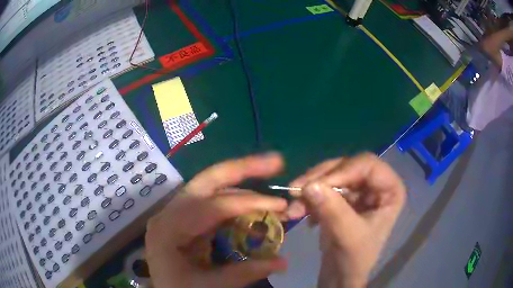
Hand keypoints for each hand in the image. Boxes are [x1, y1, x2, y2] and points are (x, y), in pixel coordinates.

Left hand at [145, 153, 287, 287]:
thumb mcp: (210, 287)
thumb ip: (245, 273)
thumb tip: (283, 262)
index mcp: (168, 229)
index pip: (211, 207)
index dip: (248, 203)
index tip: (280, 204)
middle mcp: (170, 213)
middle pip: (207, 182)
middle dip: (242, 168)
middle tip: (275, 161)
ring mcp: (178, 214)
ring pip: (212, 189)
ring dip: (242, 183)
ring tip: (270, 177)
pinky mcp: (187, 220)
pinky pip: (213, 204)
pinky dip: (236, 202)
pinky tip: (254, 203)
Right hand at [286, 153, 405, 287]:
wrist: (342, 275)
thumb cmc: (355, 259)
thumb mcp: (348, 236)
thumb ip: (333, 210)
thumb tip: (309, 185)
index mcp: (390, 189)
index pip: (367, 165)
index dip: (342, 171)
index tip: (315, 185)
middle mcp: (376, 184)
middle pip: (346, 166)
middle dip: (320, 179)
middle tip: (294, 190)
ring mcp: (358, 190)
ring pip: (331, 175)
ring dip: (309, 189)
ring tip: (293, 208)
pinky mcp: (342, 199)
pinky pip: (323, 188)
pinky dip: (309, 198)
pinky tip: (300, 213)